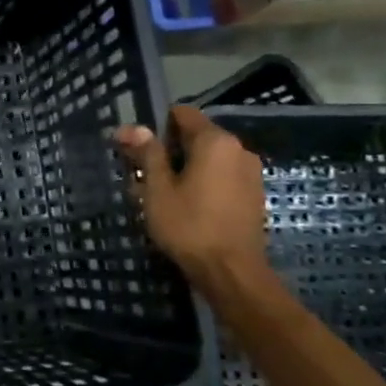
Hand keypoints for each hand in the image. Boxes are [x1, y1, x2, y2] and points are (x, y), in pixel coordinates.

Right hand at [113, 106, 270, 288]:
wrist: (232, 272)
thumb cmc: (189, 226)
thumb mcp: (158, 189)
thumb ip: (147, 154)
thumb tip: (132, 127)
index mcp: (215, 141)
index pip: (182, 114)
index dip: (157, 126)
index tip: (138, 148)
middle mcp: (239, 149)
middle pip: (196, 136)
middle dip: (169, 150)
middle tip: (144, 175)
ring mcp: (250, 172)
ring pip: (210, 158)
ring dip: (186, 168)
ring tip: (163, 194)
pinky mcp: (253, 194)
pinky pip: (222, 176)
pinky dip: (204, 182)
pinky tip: (188, 206)